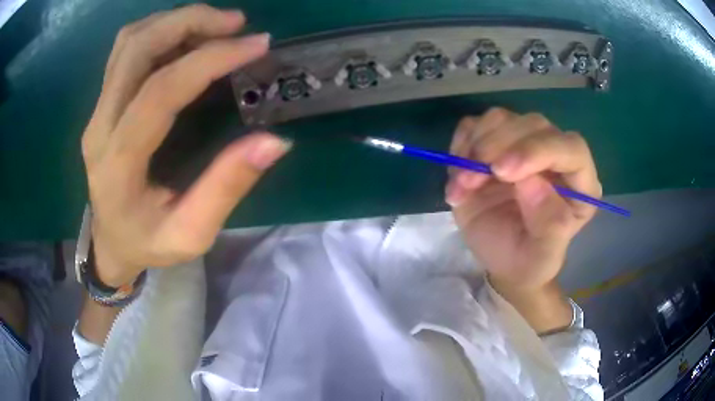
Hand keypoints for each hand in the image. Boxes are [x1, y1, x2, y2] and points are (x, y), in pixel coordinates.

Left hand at [82, 5, 289, 286]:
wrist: (110, 242)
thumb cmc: (148, 243)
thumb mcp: (191, 234)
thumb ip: (227, 188)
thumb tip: (275, 142)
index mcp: (119, 163)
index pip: (160, 91)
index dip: (209, 59)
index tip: (256, 45)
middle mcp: (100, 127)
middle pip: (137, 49)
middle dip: (189, 22)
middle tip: (236, 23)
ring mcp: (96, 110)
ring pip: (129, 41)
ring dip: (175, 21)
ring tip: (216, 26)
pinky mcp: (101, 103)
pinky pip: (126, 49)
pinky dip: (159, 30)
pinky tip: (187, 38)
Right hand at [446, 108, 600, 291]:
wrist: (502, 259)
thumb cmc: (528, 260)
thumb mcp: (542, 257)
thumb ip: (549, 225)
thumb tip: (531, 183)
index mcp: (579, 182)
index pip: (571, 148)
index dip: (538, 150)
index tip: (502, 171)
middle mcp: (556, 156)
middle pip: (533, 125)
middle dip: (498, 147)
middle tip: (469, 179)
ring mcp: (524, 146)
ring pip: (502, 119)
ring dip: (475, 146)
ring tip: (462, 183)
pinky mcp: (495, 144)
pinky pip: (475, 125)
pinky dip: (461, 144)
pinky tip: (458, 174)